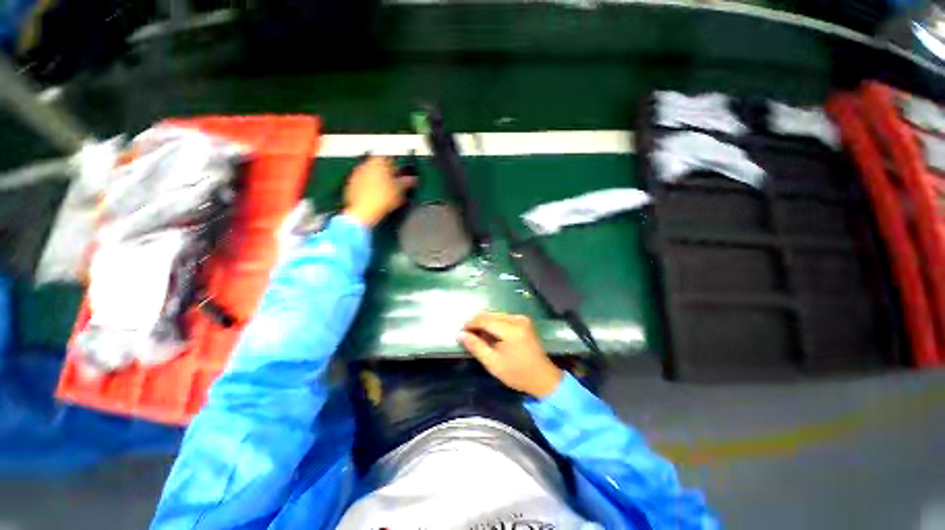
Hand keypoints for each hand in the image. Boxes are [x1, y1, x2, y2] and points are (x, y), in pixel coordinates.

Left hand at [342, 156, 416, 227]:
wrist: (363, 212)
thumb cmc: (380, 200)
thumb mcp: (399, 191)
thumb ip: (406, 182)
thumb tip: (412, 180)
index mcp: (378, 162)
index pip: (390, 158)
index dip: (396, 166)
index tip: (400, 174)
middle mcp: (366, 164)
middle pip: (378, 164)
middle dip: (386, 173)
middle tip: (393, 183)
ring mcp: (356, 174)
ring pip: (370, 173)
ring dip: (377, 179)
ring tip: (384, 191)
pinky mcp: (351, 183)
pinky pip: (362, 181)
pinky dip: (368, 186)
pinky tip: (375, 195)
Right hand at [459, 312, 563, 398]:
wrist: (543, 378)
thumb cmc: (517, 373)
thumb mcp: (493, 363)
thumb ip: (476, 346)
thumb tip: (460, 334)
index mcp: (511, 329)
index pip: (484, 320)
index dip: (470, 324)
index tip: (460, 332)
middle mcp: (517, 319)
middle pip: (490, 314)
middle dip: (476, 322)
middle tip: (466, 334)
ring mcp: (522, 319)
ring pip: (496, 314)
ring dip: (484, 322)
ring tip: (476, 335)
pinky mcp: (524, 321)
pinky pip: (503, 317)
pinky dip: (493, 323)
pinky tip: (489, 334)